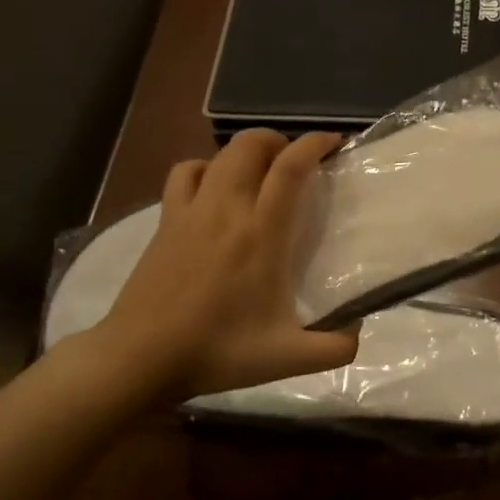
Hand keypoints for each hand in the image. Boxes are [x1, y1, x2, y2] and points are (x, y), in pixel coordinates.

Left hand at [73, 130, 360, 399]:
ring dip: (245, 151)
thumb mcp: (288, 358)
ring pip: (218, 155)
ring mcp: (190, 212)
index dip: (314, 144)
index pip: (289, 168)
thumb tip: (358, 331)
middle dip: (279, 140)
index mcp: (262, 235)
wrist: (141, 357)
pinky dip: (205, 168)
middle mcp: (226, 210)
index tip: (334, 142)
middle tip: (297, 160)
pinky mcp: (165, 221)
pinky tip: (213, 187)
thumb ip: (335, 348)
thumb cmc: (218, 351)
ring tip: (261, 170)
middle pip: (250, 145)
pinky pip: (185, 174)